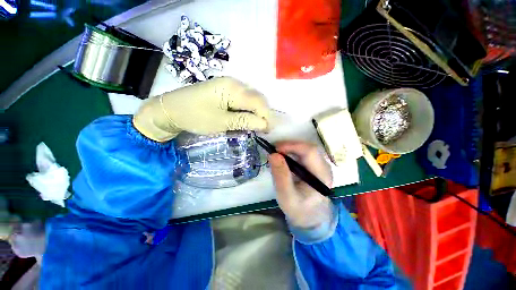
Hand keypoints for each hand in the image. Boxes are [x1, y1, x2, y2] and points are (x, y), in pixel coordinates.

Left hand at [133, 77, 270, 140]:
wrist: (170, 110)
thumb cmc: (195, 116)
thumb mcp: (221, 122)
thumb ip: (244, 121)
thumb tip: (264, 124)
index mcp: (233, 88)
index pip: (258, 102)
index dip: (266, 116)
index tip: (268, 131)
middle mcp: (234, 82)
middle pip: (257, 98)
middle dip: (263, 114)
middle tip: (263, 129)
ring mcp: (230, 85)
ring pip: (252, 98)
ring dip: (256, 112)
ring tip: (256, 125)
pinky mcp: (225, 90)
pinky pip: (243, 99)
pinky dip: (248, 109)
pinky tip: (246, 117)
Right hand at [269, 141, 332, 228]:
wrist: (310, 217)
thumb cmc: (298, 209)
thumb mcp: (286, 196)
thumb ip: (281, 176)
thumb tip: (273, 155)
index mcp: (322, 175)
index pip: (310, 151)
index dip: (292, 146)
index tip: (275, 149)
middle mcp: (324, 167)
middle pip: (309, 147)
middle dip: (290, 145)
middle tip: (274, 150)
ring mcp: (320, 165)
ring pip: (306, 148)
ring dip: (290, 147)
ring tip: (276, 153)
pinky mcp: (314, 165)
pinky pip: (303, 153)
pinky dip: (291, 152)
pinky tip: (283, 156)